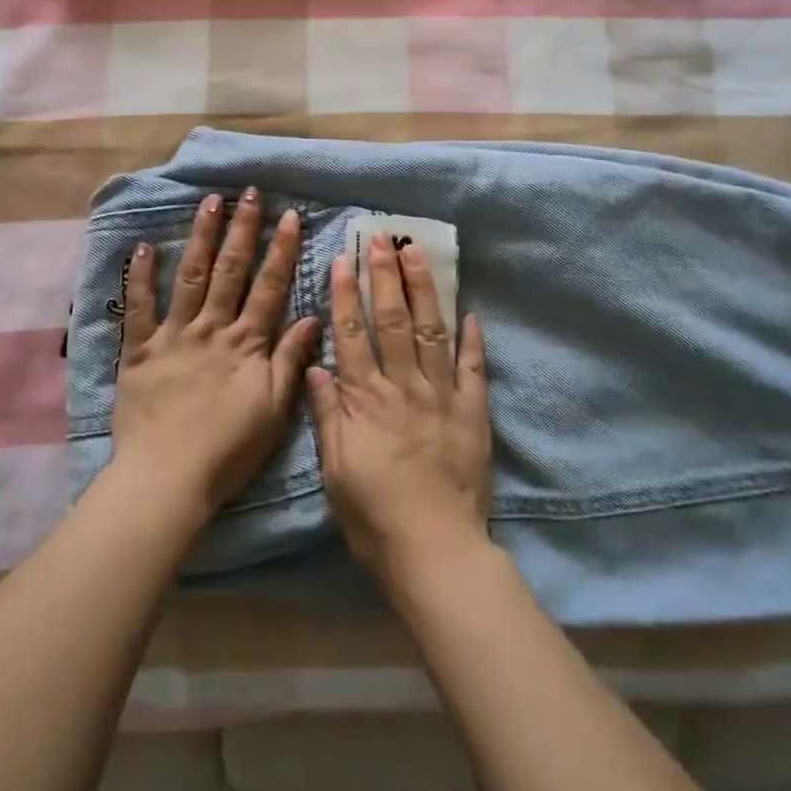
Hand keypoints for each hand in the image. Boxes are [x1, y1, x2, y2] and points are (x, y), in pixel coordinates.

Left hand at [112, 190, 319, 520]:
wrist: (167, 480)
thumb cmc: (228, 450)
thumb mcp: (274, 410)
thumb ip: (290, 360)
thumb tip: (314, 317)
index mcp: (247, 343)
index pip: (269, 286)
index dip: (281, 249)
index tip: (289, 215)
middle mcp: (212, 328)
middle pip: (231, 270)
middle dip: (242, 228)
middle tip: (249, 193)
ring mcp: (174, 336)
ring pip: (190, 276)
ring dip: (201, 237)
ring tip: (209, 202)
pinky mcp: (139, 351)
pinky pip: (138, 308)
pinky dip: (140, 277)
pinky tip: (143, 247)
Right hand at [306, 234, 491, 591]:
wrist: (436, 552)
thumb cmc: (374, 516)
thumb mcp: (335, 470)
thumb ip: (328, 414)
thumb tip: (316, 365)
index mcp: (367, 399)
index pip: (353, 334)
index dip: (346, 294)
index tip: (343, 259)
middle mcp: (404, 386)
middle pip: (392, 320)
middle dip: (385, 276)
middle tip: (382, 238)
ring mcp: (442, 396)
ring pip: (431, 331)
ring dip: (424, 289)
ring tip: (418, 252)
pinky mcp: (473, 412)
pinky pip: (473, 368)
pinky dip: (472, 339)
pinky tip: (471, 311)